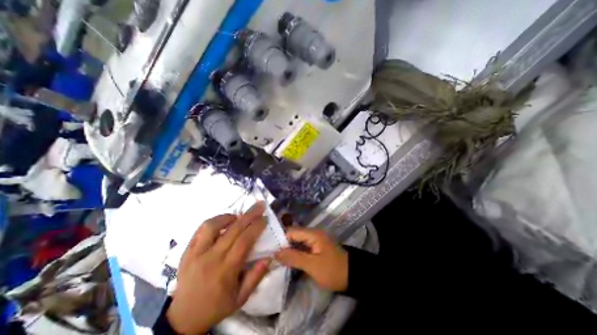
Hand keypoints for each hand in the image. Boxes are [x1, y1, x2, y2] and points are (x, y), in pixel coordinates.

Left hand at [168, 203, 270, 332]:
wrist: (182, 319)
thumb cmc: (216, 306)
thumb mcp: (241, 298)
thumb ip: (256, 277)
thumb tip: (268, 257)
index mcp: (226, 270)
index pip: (244, 241)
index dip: (256, 227)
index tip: (265, 218)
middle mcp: (211, 258)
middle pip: (233, 230)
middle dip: (249, 215)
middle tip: (259, 205)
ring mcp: (196, 253)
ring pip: (212, 226)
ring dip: (229, 216)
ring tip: (239, 216)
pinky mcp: (187, 251)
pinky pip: (200, 230)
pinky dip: (214, 221)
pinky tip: (223, 221)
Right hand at [273, 228, 348, 292]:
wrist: (353, 276)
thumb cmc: (333, 270)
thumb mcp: (313, 266)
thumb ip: (294, 258)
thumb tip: (275, 252)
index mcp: (312, 234)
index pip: (291, 232)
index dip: (280, 240)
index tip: (269, 250)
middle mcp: (313, 234)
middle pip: (293, 236)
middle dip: (283, 245)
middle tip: (270, 256)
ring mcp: (315, 241)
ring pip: (297, 242)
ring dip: (288, 250)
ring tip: (275, 259)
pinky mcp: (316, 248)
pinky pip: (302, 248)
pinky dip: (295, 253)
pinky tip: (287, 261)